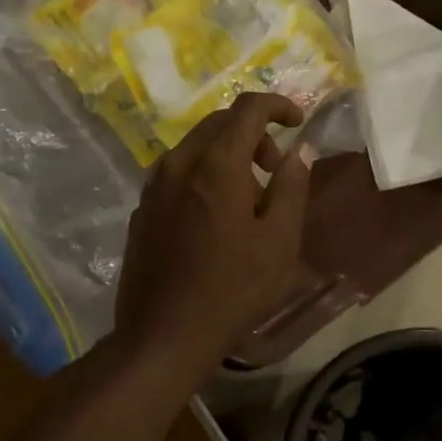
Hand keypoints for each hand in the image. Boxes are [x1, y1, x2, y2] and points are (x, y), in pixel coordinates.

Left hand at [113, 93, 314, 372]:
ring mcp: (153, 185)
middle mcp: (178, 163)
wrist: (163, 334)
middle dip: (253, 133)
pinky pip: (177, 173)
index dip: (278, 105)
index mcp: (215, 164)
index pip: (247, 108)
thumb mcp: (279, 240)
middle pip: (218, 123)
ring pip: (195, 147)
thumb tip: (300, 149)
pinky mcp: (141, 208)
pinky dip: (203, 175)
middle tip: (276, 167)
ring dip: (227, 155)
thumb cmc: (232, 289)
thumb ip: (291, 186)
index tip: (298, 122)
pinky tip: (215, 217)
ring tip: (249, 198)